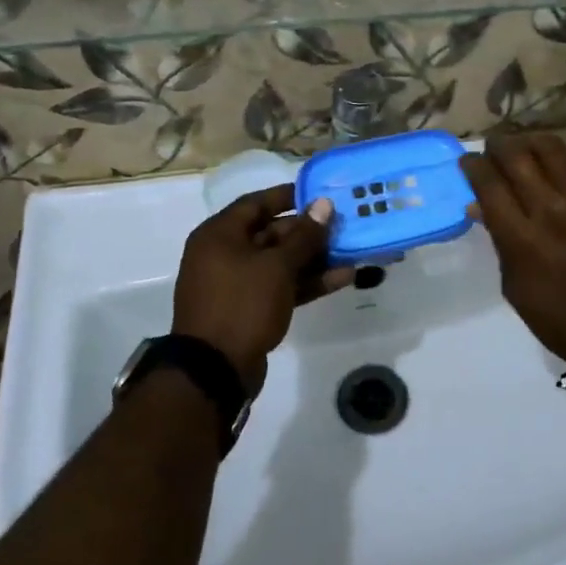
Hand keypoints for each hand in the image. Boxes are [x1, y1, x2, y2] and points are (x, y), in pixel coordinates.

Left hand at [172, 186, 348, 392]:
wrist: (214, 371)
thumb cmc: (242, 304)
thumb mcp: (277, 266)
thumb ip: (304, 235)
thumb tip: (324, 204)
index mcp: (219, 235)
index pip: (256, 203)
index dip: (288, 196)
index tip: (319, 193)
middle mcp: (224, 254)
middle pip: (270, 233)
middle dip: (308, 231)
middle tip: (343, 225)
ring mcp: (236, 284)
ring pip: (279, 262)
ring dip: (313, 258)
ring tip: (351, 252)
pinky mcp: (249, 309)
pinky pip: (280, 286)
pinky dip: (306, 282)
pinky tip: (342, 278)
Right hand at [461, 136, 565, 369]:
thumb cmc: (558, 317)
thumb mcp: (514, 286)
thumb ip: (498, 240)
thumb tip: (479, 203)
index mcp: (522, 238)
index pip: (488, 183)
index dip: (473, 165)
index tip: (469, 162)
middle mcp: (552, 211)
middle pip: (516, 157)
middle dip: (498, 146)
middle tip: (495, 149)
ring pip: (554, 148)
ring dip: (533, 142)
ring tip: (529, 148)